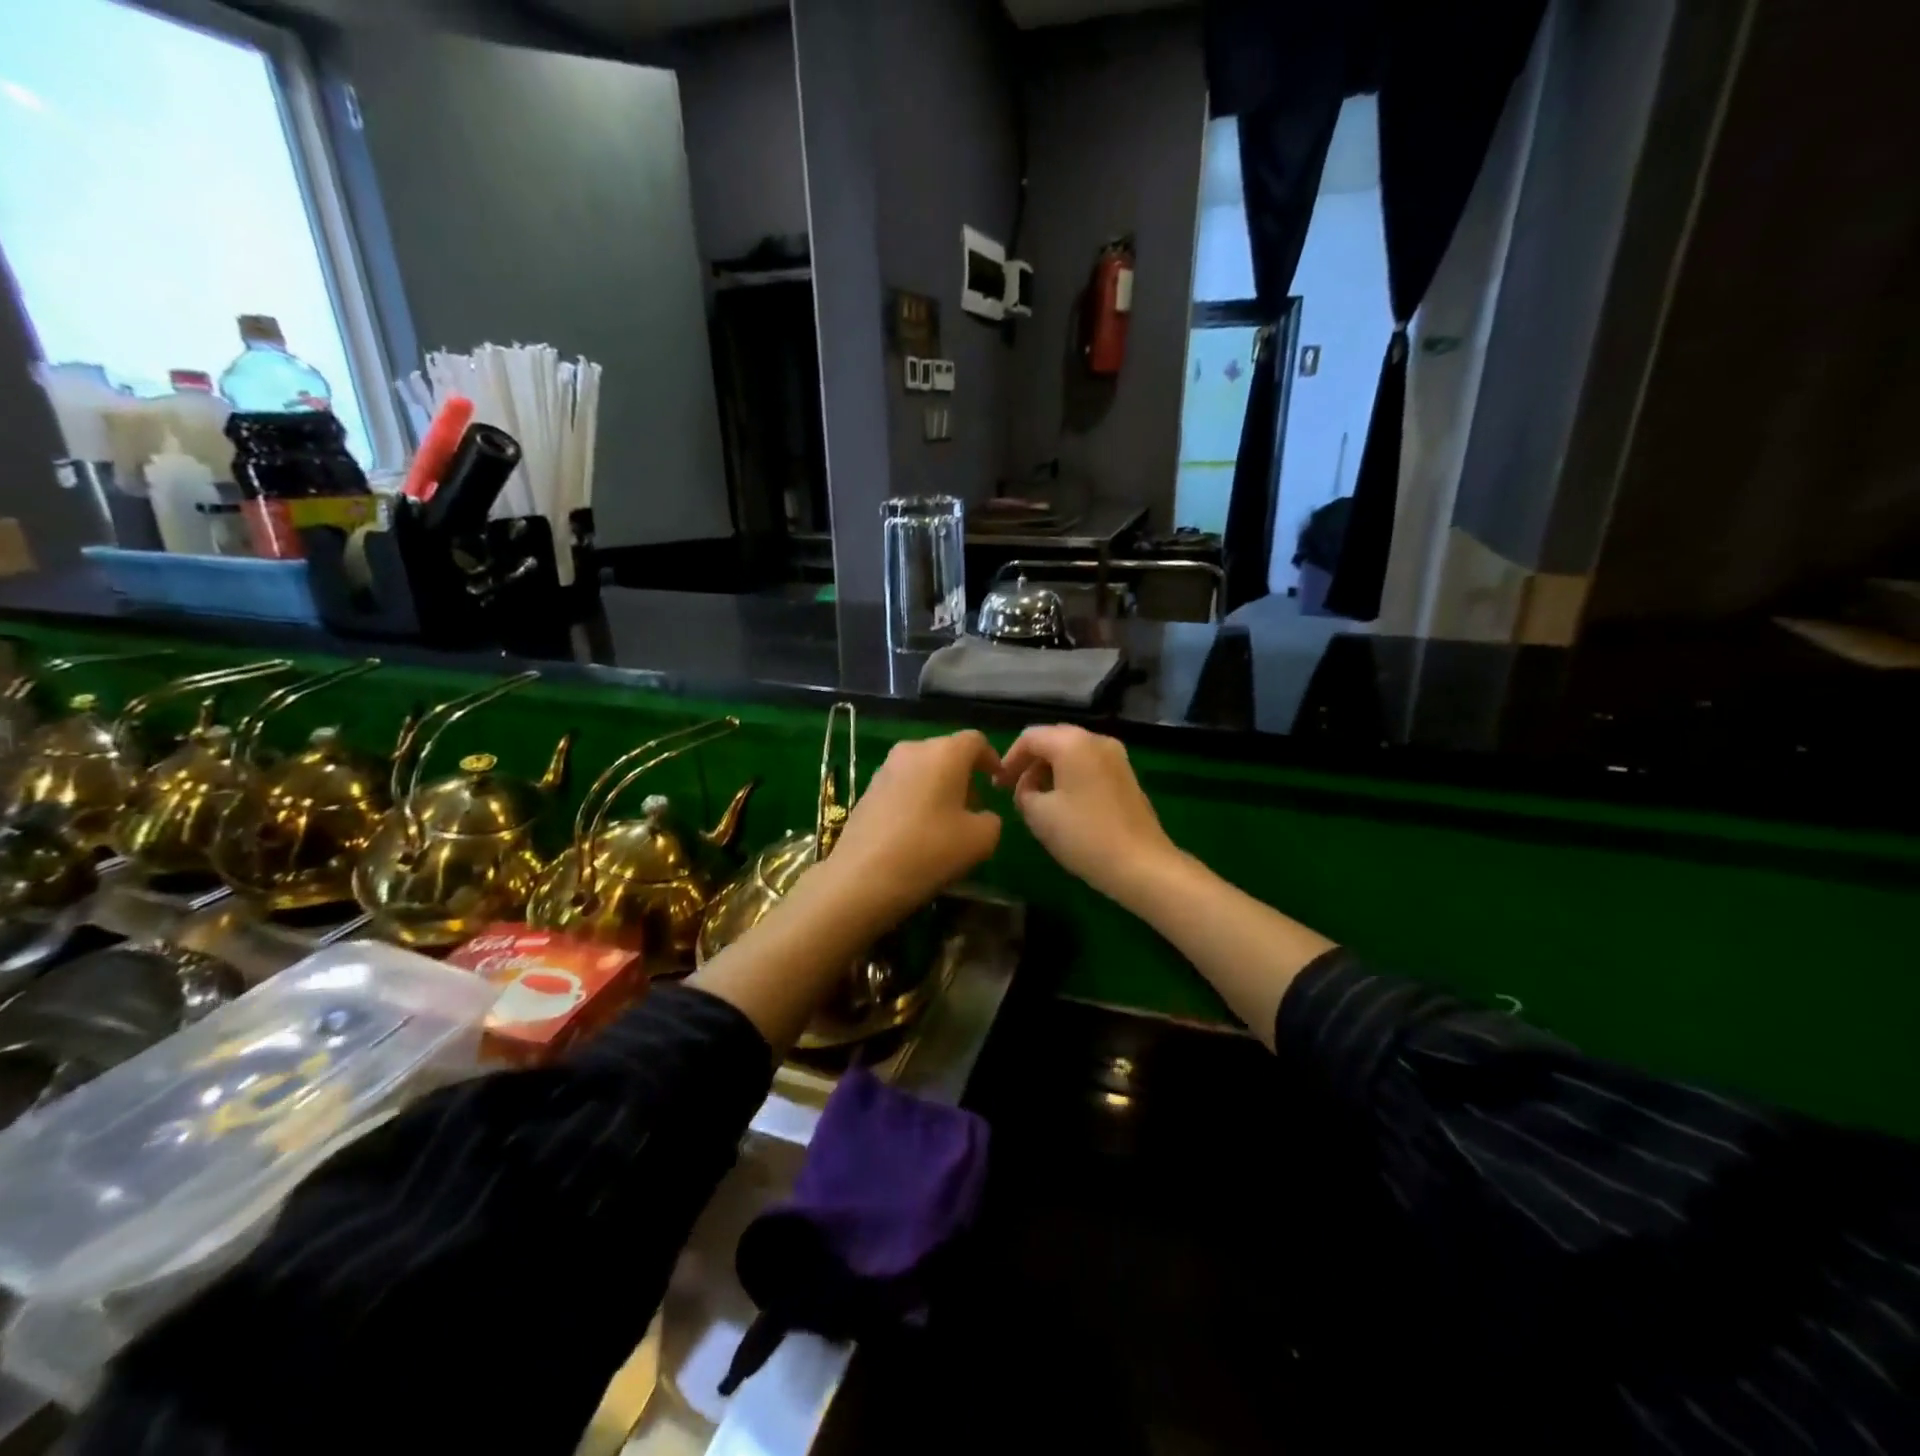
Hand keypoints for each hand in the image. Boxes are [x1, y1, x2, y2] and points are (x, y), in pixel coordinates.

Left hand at [814, 730, 1003, 928]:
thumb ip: (991, 819)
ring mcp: (885, 769)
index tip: (997, 781)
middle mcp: (913, 750)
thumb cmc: (930, 850)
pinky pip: (902, 785)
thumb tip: (981, 816)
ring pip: (922, 769)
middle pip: (947, 753)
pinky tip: (917, 830)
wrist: (862, 877)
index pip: (975, 741)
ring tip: (946, 821)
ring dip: (938, 787)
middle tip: (974, 806)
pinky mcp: (867, 790)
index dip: (991, 758)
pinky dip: (916, 798)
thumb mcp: (981, 840)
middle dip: (964, 775)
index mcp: (945, 753)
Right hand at [996, 724, 1178, 903]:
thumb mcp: (1039, 814)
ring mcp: (1116, 757)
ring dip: (1049, 771)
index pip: (1030, 737)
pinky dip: (1070, 777)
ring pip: (1072, 754)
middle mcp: (1097, 740)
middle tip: (1012, 790)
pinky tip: (1062, 804)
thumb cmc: (1084, 835)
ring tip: (1035, 800)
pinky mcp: (1126, 776)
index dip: (1009, 759)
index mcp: (1073, 743)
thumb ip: (1023, 792)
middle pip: (1053, 740)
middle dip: (1029, 763)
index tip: (997, 786)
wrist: (1141, 864)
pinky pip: (1089, 766)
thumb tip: (1027, 787)